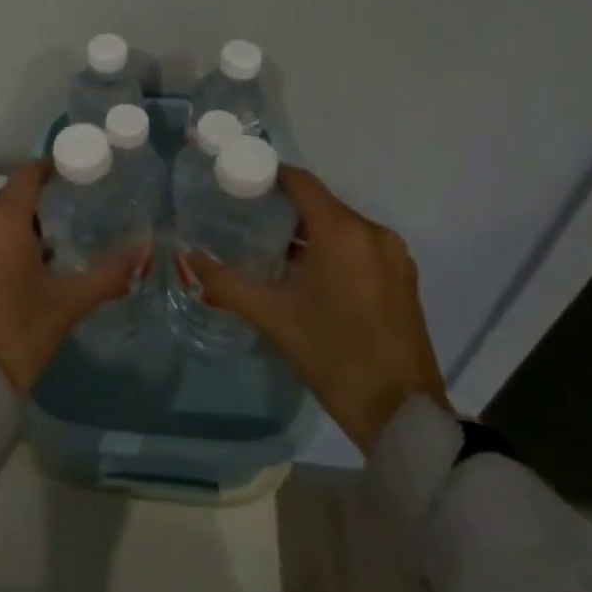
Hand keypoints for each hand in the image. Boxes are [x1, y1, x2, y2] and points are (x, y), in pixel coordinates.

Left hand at [0, 159, 145, 393]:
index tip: (73, 175)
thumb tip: (141, 252)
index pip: (26, 175)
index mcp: (2, 222)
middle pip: (8, 197)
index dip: (50, 168)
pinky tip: (12, 274)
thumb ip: (107, 274)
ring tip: (43, 250)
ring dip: (14, 226)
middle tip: (66, 219)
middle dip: (35, 202)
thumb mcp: (67, 305)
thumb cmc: (17, 335)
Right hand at [177, 167, 448, 454]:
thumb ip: (225, 282)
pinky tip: (310, 275)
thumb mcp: (272, 318)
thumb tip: (188, 256)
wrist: (401, 414)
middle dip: (285, 207)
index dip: (268, 176)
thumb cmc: (333, 356)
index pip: (301, 182)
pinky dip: (334, 249)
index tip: (238, 184)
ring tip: (273, 249)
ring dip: (310, 231)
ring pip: (342, 226)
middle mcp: (372, 232)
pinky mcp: (404, 278)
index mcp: (342, 232)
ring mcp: (394, 256)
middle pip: (321, 203)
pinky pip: (361, 246)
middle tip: (247, 220)